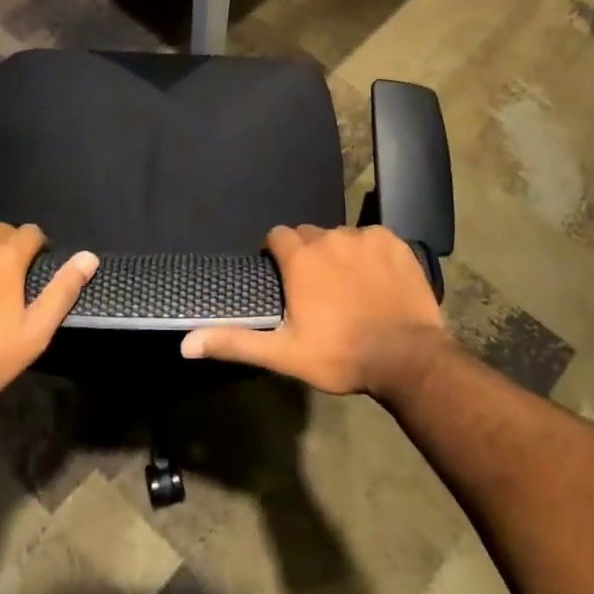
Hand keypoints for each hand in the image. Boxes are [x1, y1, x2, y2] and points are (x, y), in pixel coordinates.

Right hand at [180, 225, 449, 397]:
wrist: (407, 358)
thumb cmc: (340, 355)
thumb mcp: (283, 353)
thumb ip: (234, 342)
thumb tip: (185, 343)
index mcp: (300, 258)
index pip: (277, 236)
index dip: (276, 255)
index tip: (283, 279)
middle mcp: (330, 237)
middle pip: (309, 235)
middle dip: (307, 255)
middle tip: (316, 289)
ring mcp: (366, 237)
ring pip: (342, 237)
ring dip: (339, 254)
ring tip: (350, 288)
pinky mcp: (396, 242)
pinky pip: (373, 239)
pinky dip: (371, 254)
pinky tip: (377, 281)